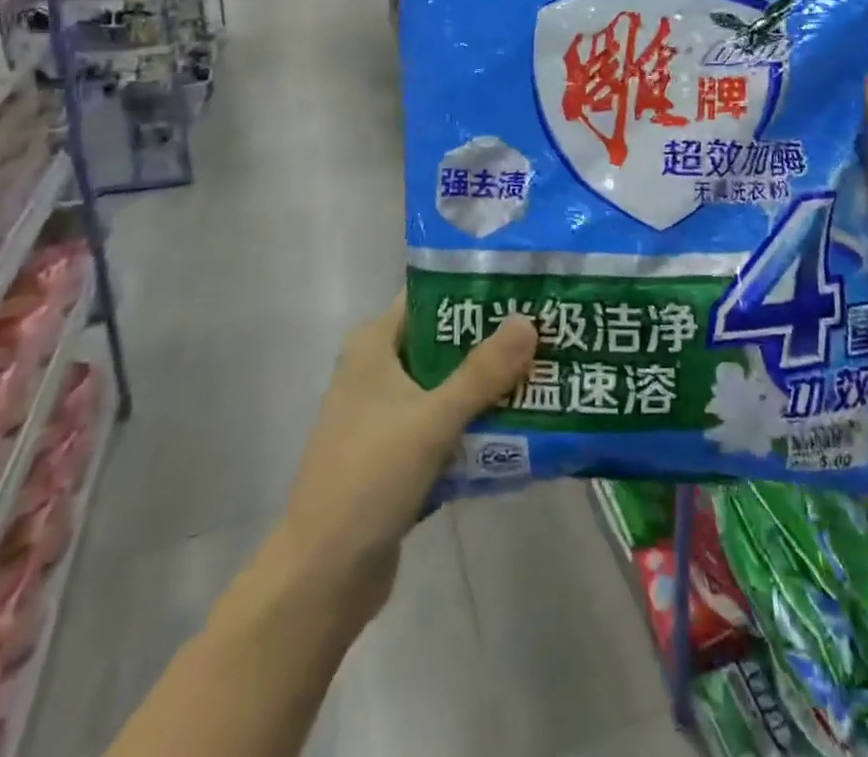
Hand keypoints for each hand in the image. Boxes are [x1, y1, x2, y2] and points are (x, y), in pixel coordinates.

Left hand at [278, 297, 536, 627]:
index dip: (473, 290)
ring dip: (486, 385)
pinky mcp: (394, 455)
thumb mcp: (432, 419)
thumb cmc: (370, 479)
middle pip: (442, 342)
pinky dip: (472, 424)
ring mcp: (383, 415)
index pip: (429, 297)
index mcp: (373, 345)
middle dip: (490, 341)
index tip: (522, 289)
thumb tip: (528, 320)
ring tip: (540, 374)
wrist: (323, 578)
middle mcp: (376, 370)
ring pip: (445, 386)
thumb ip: (483, 372)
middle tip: (544, 333)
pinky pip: (442, 424)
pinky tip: (516, 426)